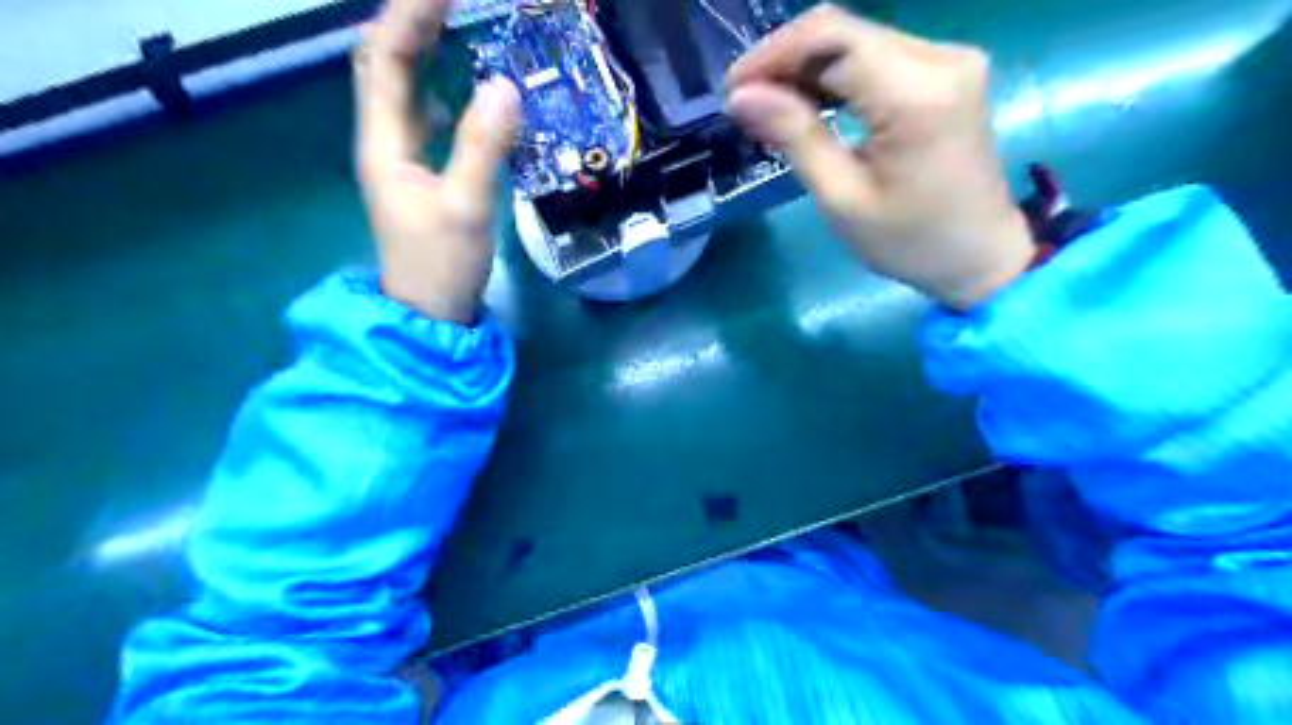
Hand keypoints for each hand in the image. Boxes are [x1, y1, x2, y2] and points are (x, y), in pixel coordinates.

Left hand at [354, 0, 520, 321]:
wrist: (429, 311)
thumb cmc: (441, 263)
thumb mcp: (466, 206)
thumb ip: (483, 147)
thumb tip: (505, 85)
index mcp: (383, 142)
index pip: (385, 59)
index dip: (408, 15)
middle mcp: (383, 139)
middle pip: (383, 63)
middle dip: (409, 21)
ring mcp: (400, 157)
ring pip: (401, 87)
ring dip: (421, 48)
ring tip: (453, 21)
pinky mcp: (419, 173)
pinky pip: (422, 114)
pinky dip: (437, 86)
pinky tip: (461, 83)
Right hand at [723, 7, 1035, 310]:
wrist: (981, 255)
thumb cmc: (909, 241)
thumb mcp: (842, 199)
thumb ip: (795, 137)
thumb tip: (741, 97)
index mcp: (916, 93)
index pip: (831, 39)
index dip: (772, 56)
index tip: (732, 91)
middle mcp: (939, 57)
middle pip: (843, 31)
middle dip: (784, 60)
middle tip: (744, 102)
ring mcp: (948, 59)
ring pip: (857, 40)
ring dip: (806, 67)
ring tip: (768, 106)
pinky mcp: (946, 71)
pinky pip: (878, 56)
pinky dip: (835, 75)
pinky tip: (808, 102)